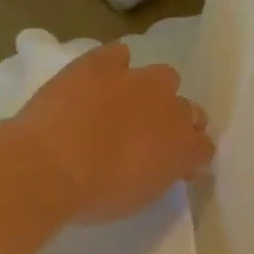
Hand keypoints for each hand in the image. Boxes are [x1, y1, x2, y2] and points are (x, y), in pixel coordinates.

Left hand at [10, 42, 213, 222]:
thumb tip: (164, 164)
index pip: (204, 147)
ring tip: (124, 106)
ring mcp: (138, 80)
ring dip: (151, 91)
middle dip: (172, 122)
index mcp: (184, 148)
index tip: (171, 166)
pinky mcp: (103, 63)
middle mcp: (171, 108)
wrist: (50, 168)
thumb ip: (161, 175)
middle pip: (187, 110)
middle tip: (146, 138)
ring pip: (163, 77)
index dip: (188, 156)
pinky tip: (98, 82)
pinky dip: (114, 66)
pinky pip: (119, 55)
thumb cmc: (96, 197)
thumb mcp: (140, 198)